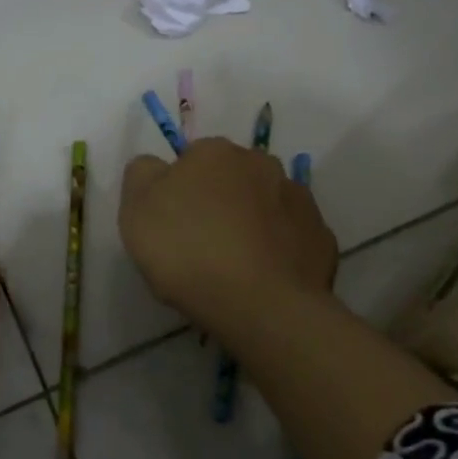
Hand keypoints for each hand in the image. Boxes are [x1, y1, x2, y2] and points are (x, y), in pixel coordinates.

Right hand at [119, 138, 336, 337]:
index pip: (191, 159)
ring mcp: (298, 200)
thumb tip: (156, 167)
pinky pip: (291, 238)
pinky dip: (279, 251)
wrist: (260, 305)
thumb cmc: (188, 250)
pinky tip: (264, 278)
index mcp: (215, 152)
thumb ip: (142, 174)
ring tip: (235, 266)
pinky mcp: (321, 238)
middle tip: (201, 244)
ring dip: (251, 223)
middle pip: (232, 179)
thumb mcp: (136, 208)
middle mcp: (262, 164)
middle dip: (219, 201)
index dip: (178, 190)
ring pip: (265, 205)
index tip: (172, 224)